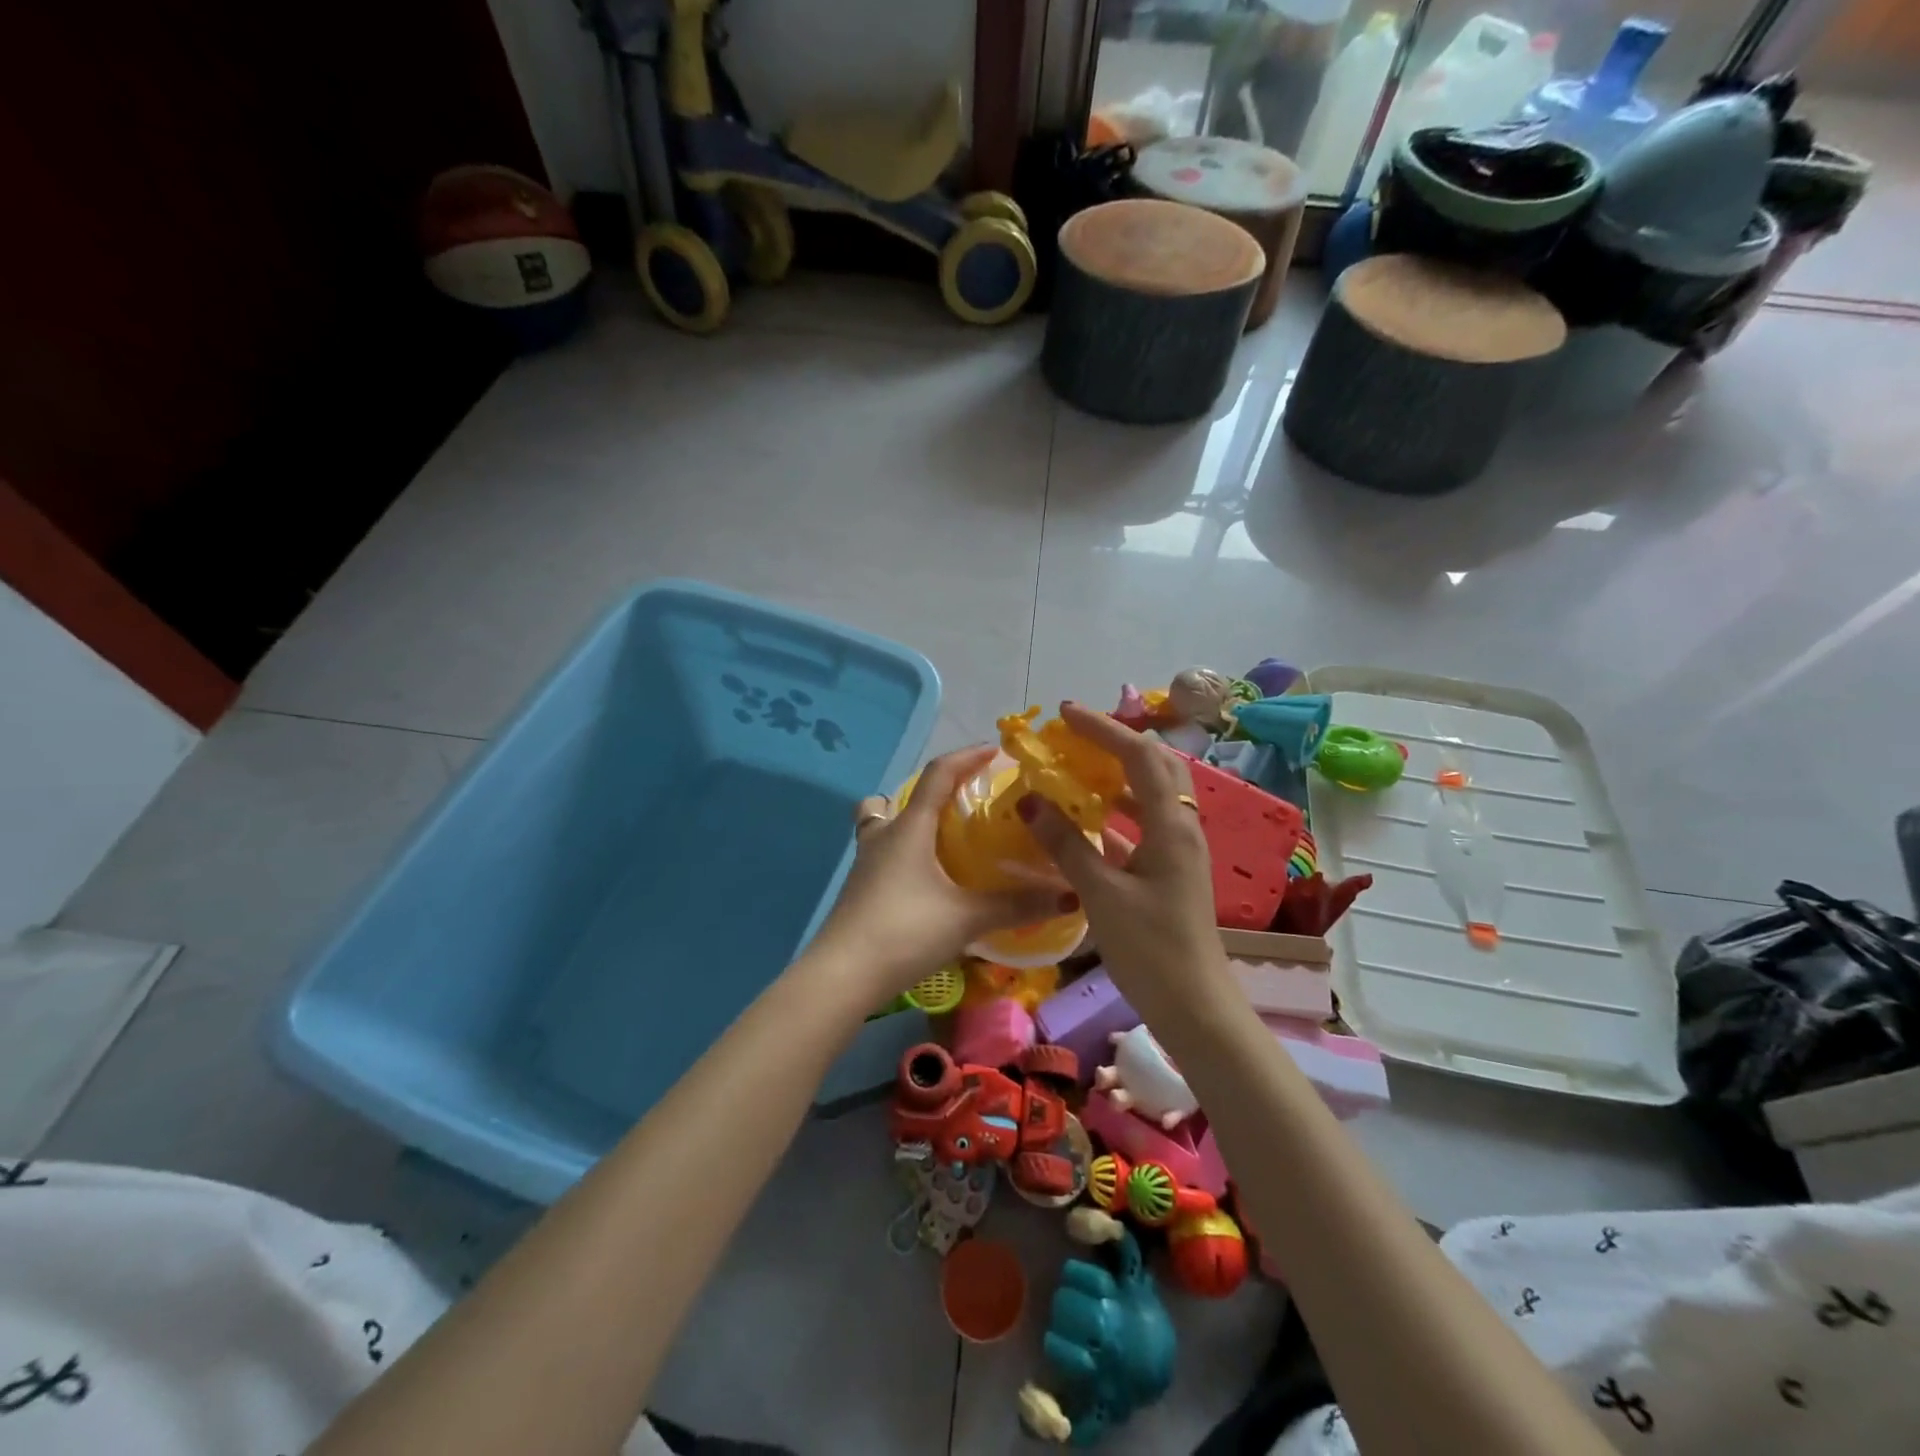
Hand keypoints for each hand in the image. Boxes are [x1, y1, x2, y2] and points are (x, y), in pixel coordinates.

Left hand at [812, 745, 1073, 999]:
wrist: (843, 975)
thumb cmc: (906, 931)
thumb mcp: (967, 918)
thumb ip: (1017, 906)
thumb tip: (1069, 896)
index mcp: (910, 827)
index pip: (939, 774)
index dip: (967, 757)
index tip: (995, 751)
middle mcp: (884, 835)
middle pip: (902, 797)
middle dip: (935, 792)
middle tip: (968, 804)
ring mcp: (866, 862)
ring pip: (883, 824)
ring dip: (910, 822)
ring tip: (943, 841)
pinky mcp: (860, 888)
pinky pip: (882, 853)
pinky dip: (904, 853)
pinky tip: (927, 880)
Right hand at [1018, 702, 1223, 1017]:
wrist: (1195, 1007)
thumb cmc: (1150, 949)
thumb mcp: (1100, 894)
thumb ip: (1065, 844)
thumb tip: (1030, 799)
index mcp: (1171, 825)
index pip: (1139, 755)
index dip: (1102, 728)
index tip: (1064, 714)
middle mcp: (1181, 827)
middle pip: (1155, 765)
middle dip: (1115, 743)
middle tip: (1074, 737)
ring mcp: (1179, 850)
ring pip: (1151, 794)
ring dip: (1117, 776)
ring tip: (1078, 771)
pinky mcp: (1170, 871)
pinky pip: (1144, 825)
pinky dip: (1116, 813)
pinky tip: (1088, 824)